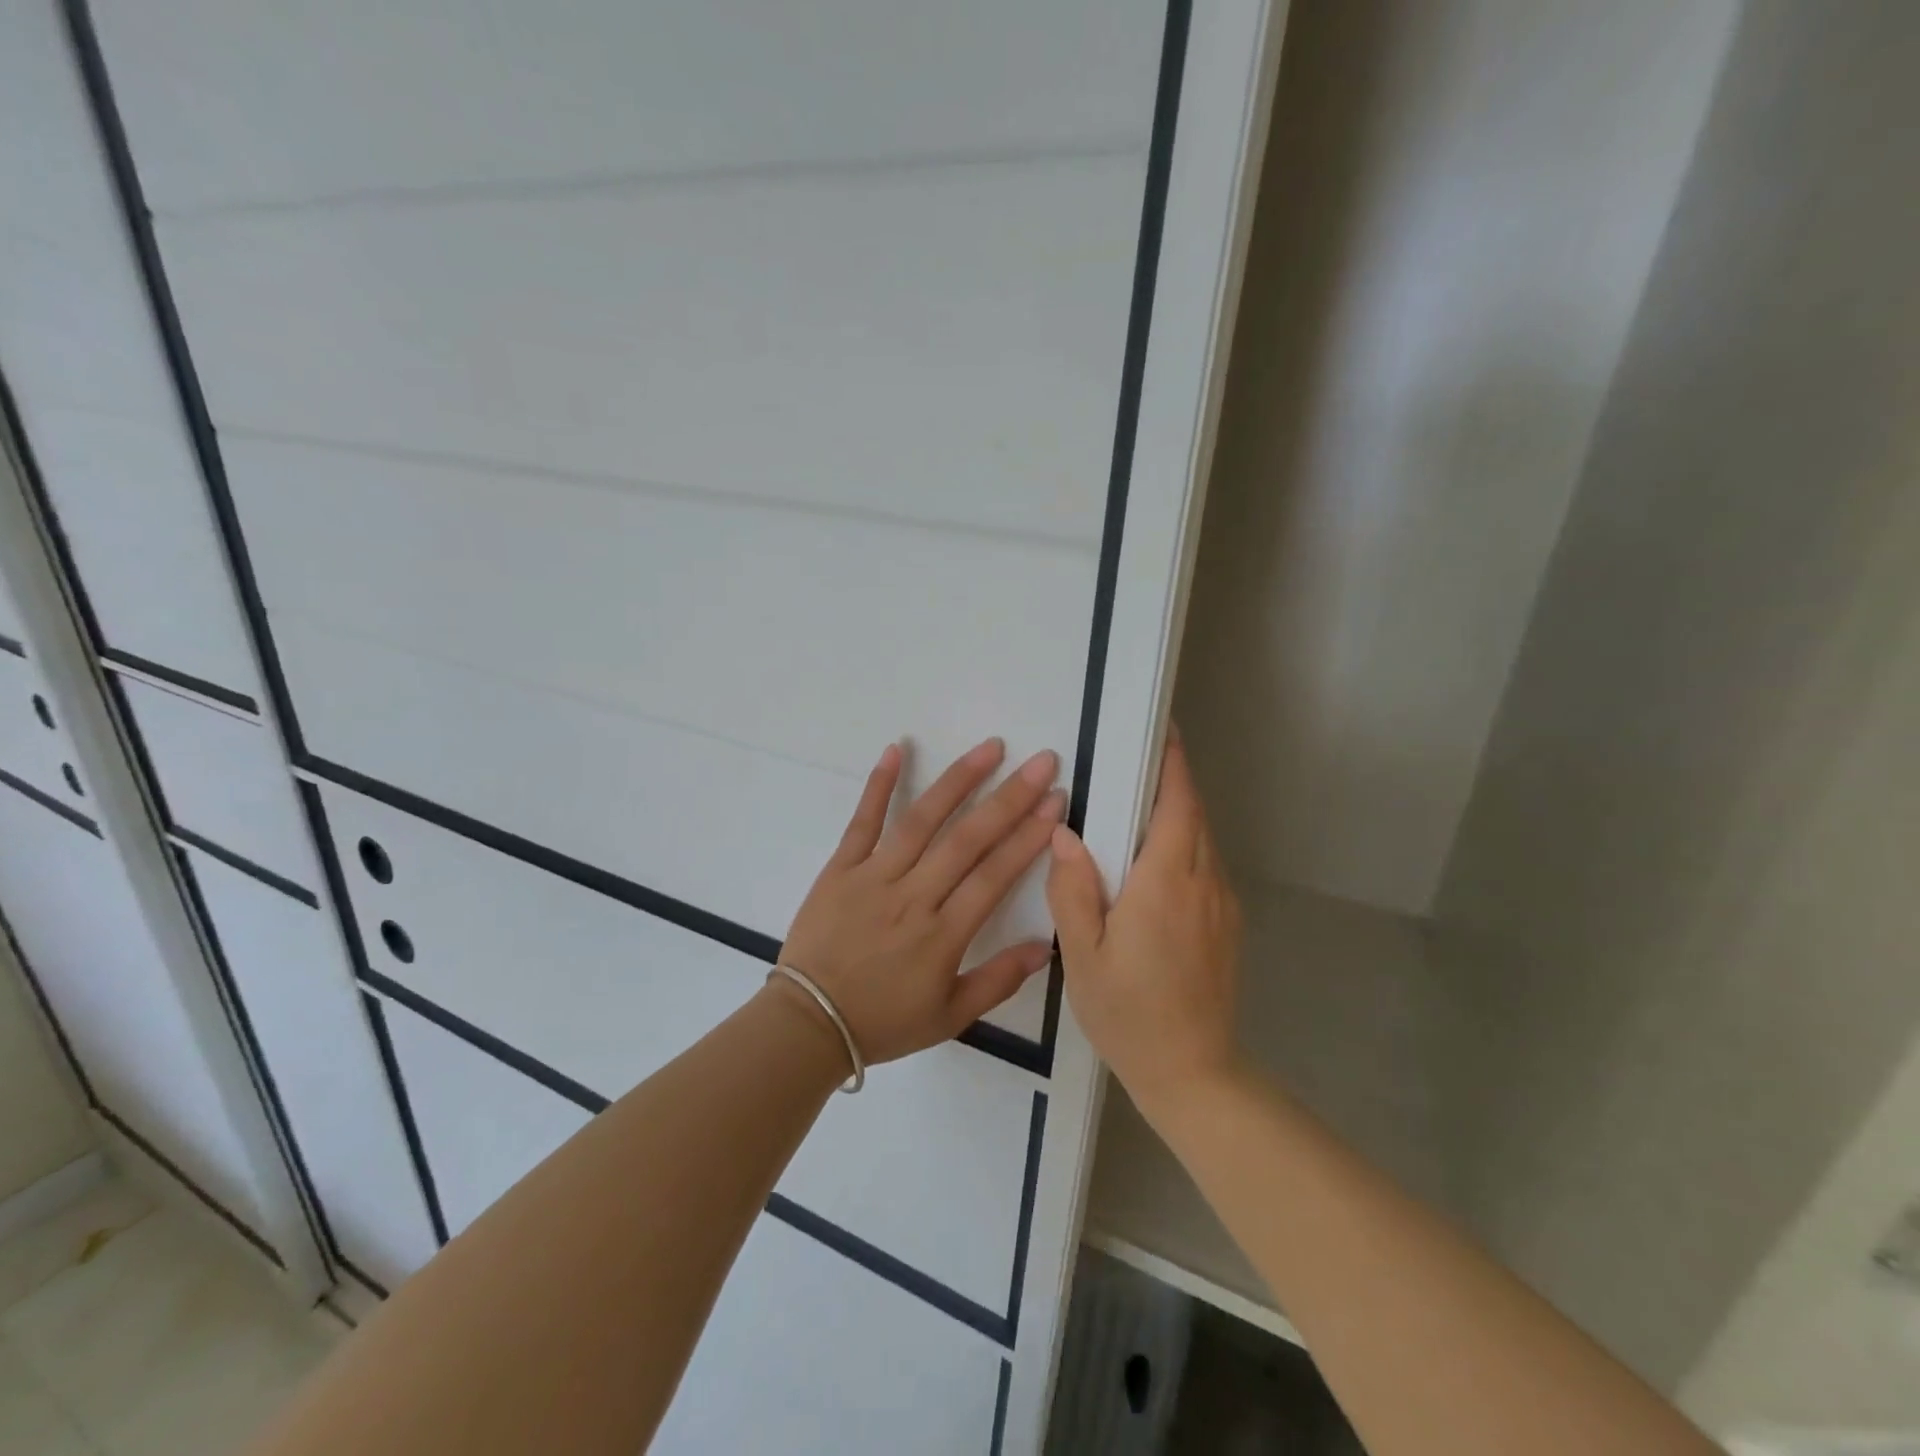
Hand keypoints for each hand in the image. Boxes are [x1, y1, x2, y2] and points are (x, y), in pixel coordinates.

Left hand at [777, 738, 1063, 1066]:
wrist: (809, 1024)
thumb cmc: (883, 1021)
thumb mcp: (949, 1017)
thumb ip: (998, 981)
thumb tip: (1045, 948)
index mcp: (943, 935)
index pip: (995, 875)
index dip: (1029, 837)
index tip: (1055, 803)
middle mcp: (913, 896)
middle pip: (968, 839)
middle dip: (1010, 798)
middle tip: (1042, 762)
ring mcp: (874, 877)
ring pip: (921, 821)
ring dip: (958, 780)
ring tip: (990, 748)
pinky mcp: (840, 868)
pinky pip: (862, 821)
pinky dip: (878, 784)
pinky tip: (896, 748)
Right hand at [1046, 733, 1241, 1116]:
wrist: (1193, 1073)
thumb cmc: (1129, 1013)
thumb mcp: (1083, 954)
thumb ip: (1073, 888)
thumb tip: (1065, 832)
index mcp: (1166, 883)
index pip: (1178, 804)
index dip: (1173, 764)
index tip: (1163, 731)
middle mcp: (1203, 883)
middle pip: (1194, 815)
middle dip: (1171, 782)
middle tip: (1135, 763)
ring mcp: (1222, 905)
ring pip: (1203, 840)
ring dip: (1177, 815)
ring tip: (1137, 807)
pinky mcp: (1228, 924)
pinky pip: (1205, 867)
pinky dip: (1184, 846)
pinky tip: (1153, 864)